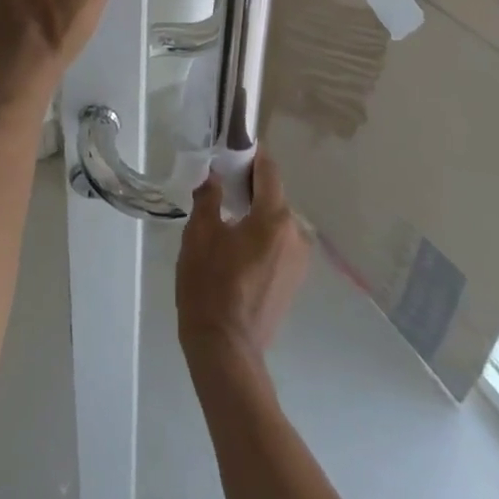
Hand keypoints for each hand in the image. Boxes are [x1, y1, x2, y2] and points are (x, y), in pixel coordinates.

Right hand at [176, 151, 310, 364]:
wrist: (226, 351)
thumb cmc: (210, 287)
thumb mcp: (200, 234)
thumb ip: (210, 196)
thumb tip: (215, 175)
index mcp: (275, 217)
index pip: (268, 170)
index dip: (250, 155)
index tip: (230, 148)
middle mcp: (295, 234)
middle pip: (273, 194)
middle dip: (248, 184)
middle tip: (219, 182)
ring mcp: (298, 260)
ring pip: (275, 219)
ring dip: (254, 211)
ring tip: (224, 215)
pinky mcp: (293, 280)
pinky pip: (277, 241)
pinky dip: (260, 234)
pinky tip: (236, 244)